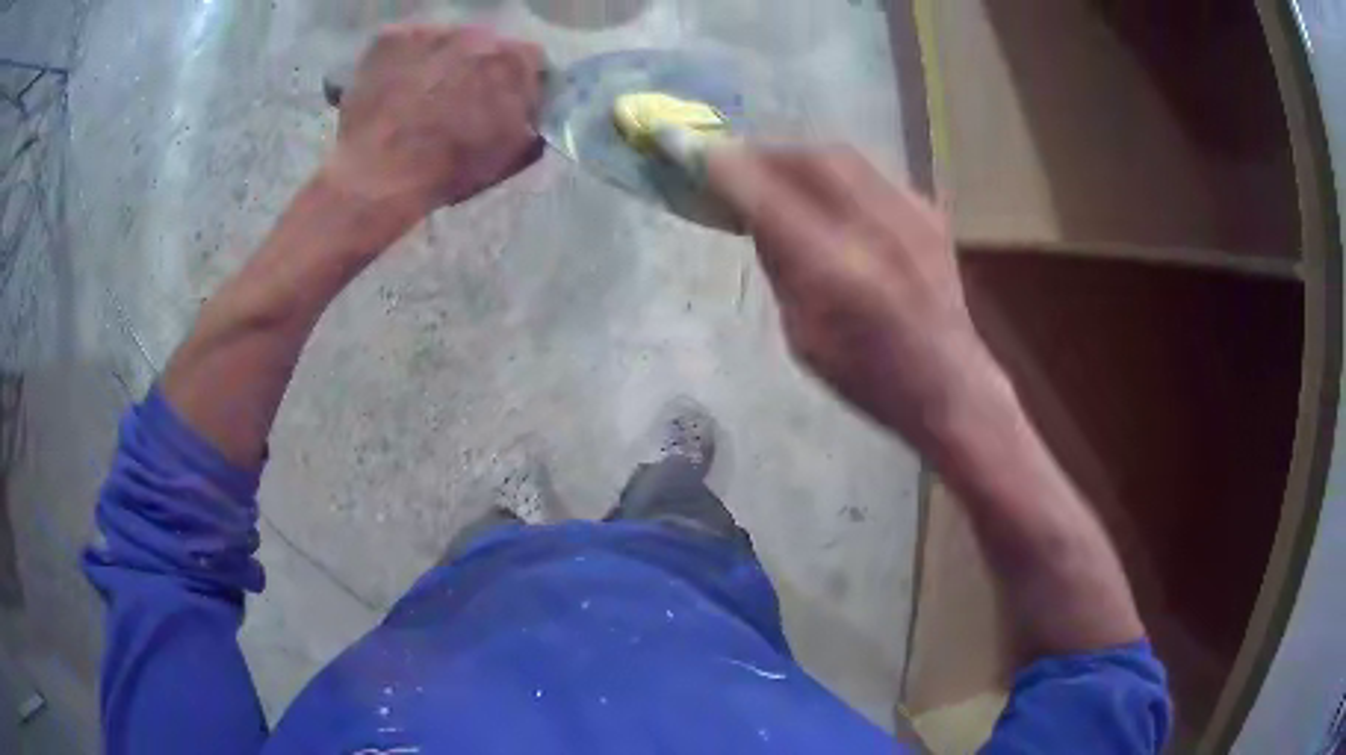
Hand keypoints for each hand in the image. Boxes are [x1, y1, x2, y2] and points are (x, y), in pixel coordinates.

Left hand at [326, 24, 544, 218]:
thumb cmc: (450, 168)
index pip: (530, 60)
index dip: (516, 82)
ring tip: (420, 96)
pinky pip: (404, 44)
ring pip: (443, 41)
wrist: (379, 174)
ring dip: (440, 62)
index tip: (502, 103)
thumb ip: (535, 121)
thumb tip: (536, 111)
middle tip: (456, 100)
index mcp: (516, 60)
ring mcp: (432, 31)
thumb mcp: (514, 154)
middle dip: (476, 68)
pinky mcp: (390, 37)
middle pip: (485, 45)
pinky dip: (402, 61)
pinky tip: (393, 90)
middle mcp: (479, 34)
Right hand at [707, 146, 1004, 445]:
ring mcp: (908, 214)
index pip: (766, 197)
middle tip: (739, 162)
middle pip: (808, 159)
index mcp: (833, 271)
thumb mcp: (801, 331)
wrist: (946, 382)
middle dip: (765, 153)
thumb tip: (754, 214)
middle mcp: (873, 229)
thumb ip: (780, 263)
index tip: (691, 151)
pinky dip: (837, 173)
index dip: (724, 167)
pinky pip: (871, 172)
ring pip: (842, 156)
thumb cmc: (865, 376)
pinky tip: (830, 193)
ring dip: (800, 158)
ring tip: (780, 173)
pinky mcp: (928, 212)